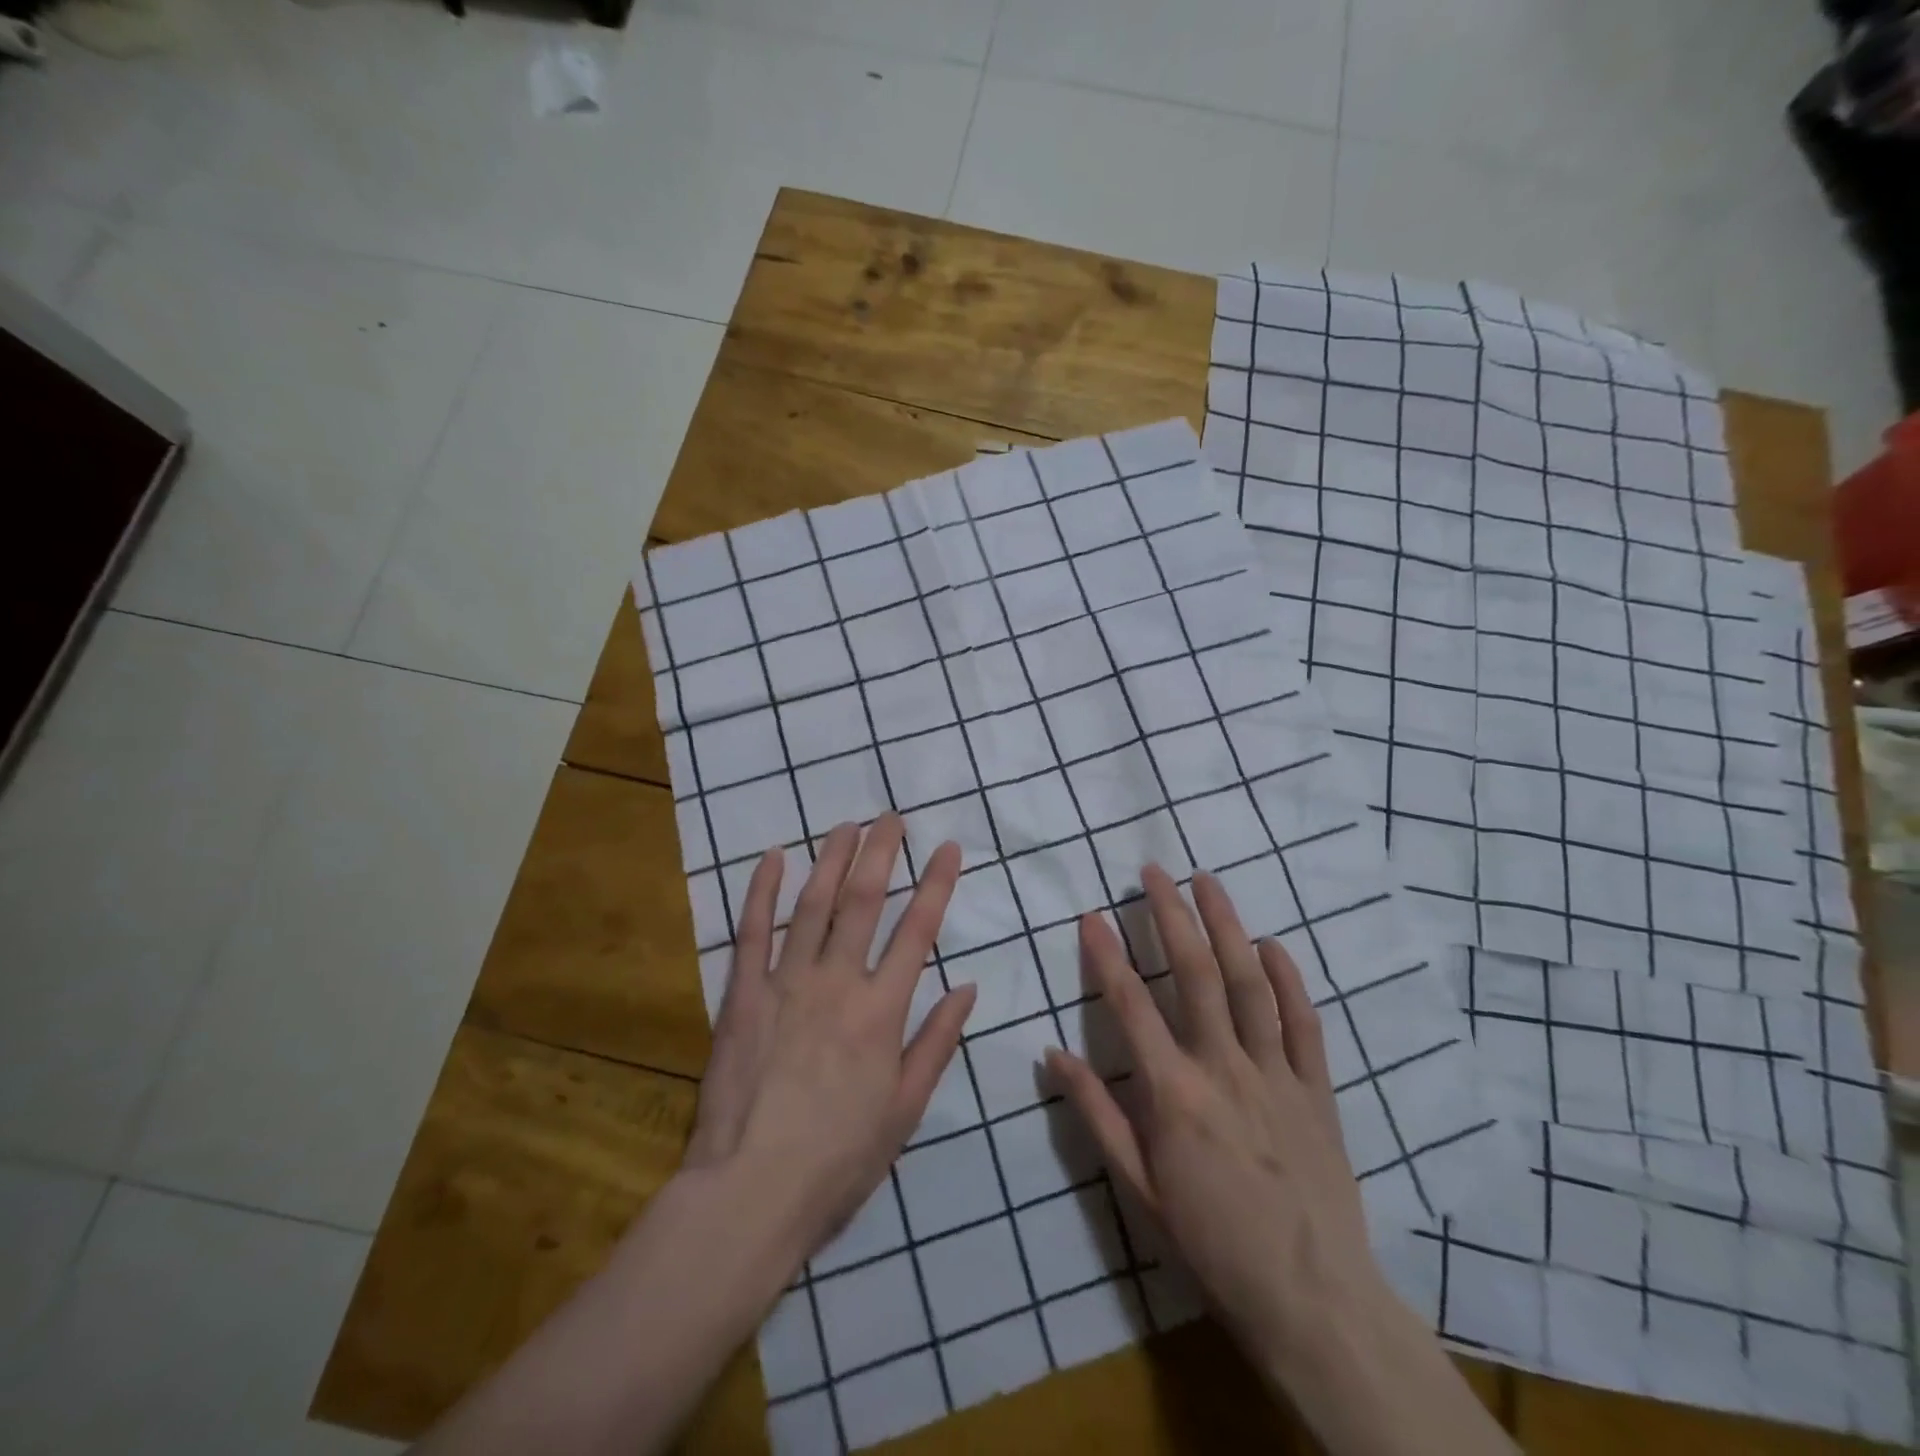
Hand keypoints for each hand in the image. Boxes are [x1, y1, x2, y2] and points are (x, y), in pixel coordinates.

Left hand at [682, 814, 976, 1268]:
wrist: (751, 1190)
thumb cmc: (839, 1158)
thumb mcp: (905, 1109)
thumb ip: (936, 1043)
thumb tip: (967, 988)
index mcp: (881, 1011)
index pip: (918, 931)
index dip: (937, 885)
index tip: (948, 847)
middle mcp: (837, 982)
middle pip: (864, 902)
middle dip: (882, 853)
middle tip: (892, 816)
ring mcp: (786, 983)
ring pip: (814, 905)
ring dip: (833, 860)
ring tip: (847, 825)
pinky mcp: (742, 994)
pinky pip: (753, 932)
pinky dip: (763, 891)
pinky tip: (774, 857)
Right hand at [1045, 864, 1387, 1371]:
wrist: (1310, 1297)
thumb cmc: (1210, 1241)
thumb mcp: (1138, 1186)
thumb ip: (1096, 1113)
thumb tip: (1052, 1054)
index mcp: (1174, 1093)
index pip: (1130, 1005)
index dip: (1106, 954)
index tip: (1091, 914)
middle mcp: (1224, 1067)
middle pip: (1196, 974)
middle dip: (1171, 915)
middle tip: (1154, 871)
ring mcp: (1276, 1073)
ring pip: (1250, 983)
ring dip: (1227, 926)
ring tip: (1208, 882)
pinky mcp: (1316, 1088)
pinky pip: (1303, 1022)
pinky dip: (1288, 978)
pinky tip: (1273, 945)